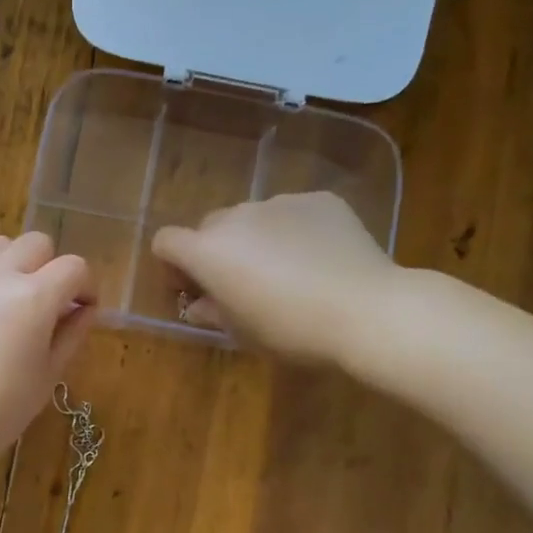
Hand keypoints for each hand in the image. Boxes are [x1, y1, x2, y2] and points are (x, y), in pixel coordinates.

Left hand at [0, 232, 95, 479]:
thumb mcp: (47, 376)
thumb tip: (84, 309)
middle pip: (35, 244)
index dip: (86, 286)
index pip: (74, 267)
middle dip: (49, 268)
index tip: (82, 309)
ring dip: (11, 265)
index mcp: (33, 297)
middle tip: (45, 304)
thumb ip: (71, 334)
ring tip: (6, 301)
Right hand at [151, 192, 404, 367]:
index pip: (165, 241)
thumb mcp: (241, 332)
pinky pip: (292, 213)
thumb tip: (198, 305)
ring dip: (255, 239)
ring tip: (287, 270)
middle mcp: (237, 217)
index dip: (172, 264)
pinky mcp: (319, 200)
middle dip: (214, 251)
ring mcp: (280, 203)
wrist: (367, 311)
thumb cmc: (291, 330)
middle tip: (240, 283)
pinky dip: (293, 231)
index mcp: (208, 251)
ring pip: (252, 218)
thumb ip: (211, 313)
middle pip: (209, 227)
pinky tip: (319, 259)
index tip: (193, 288)